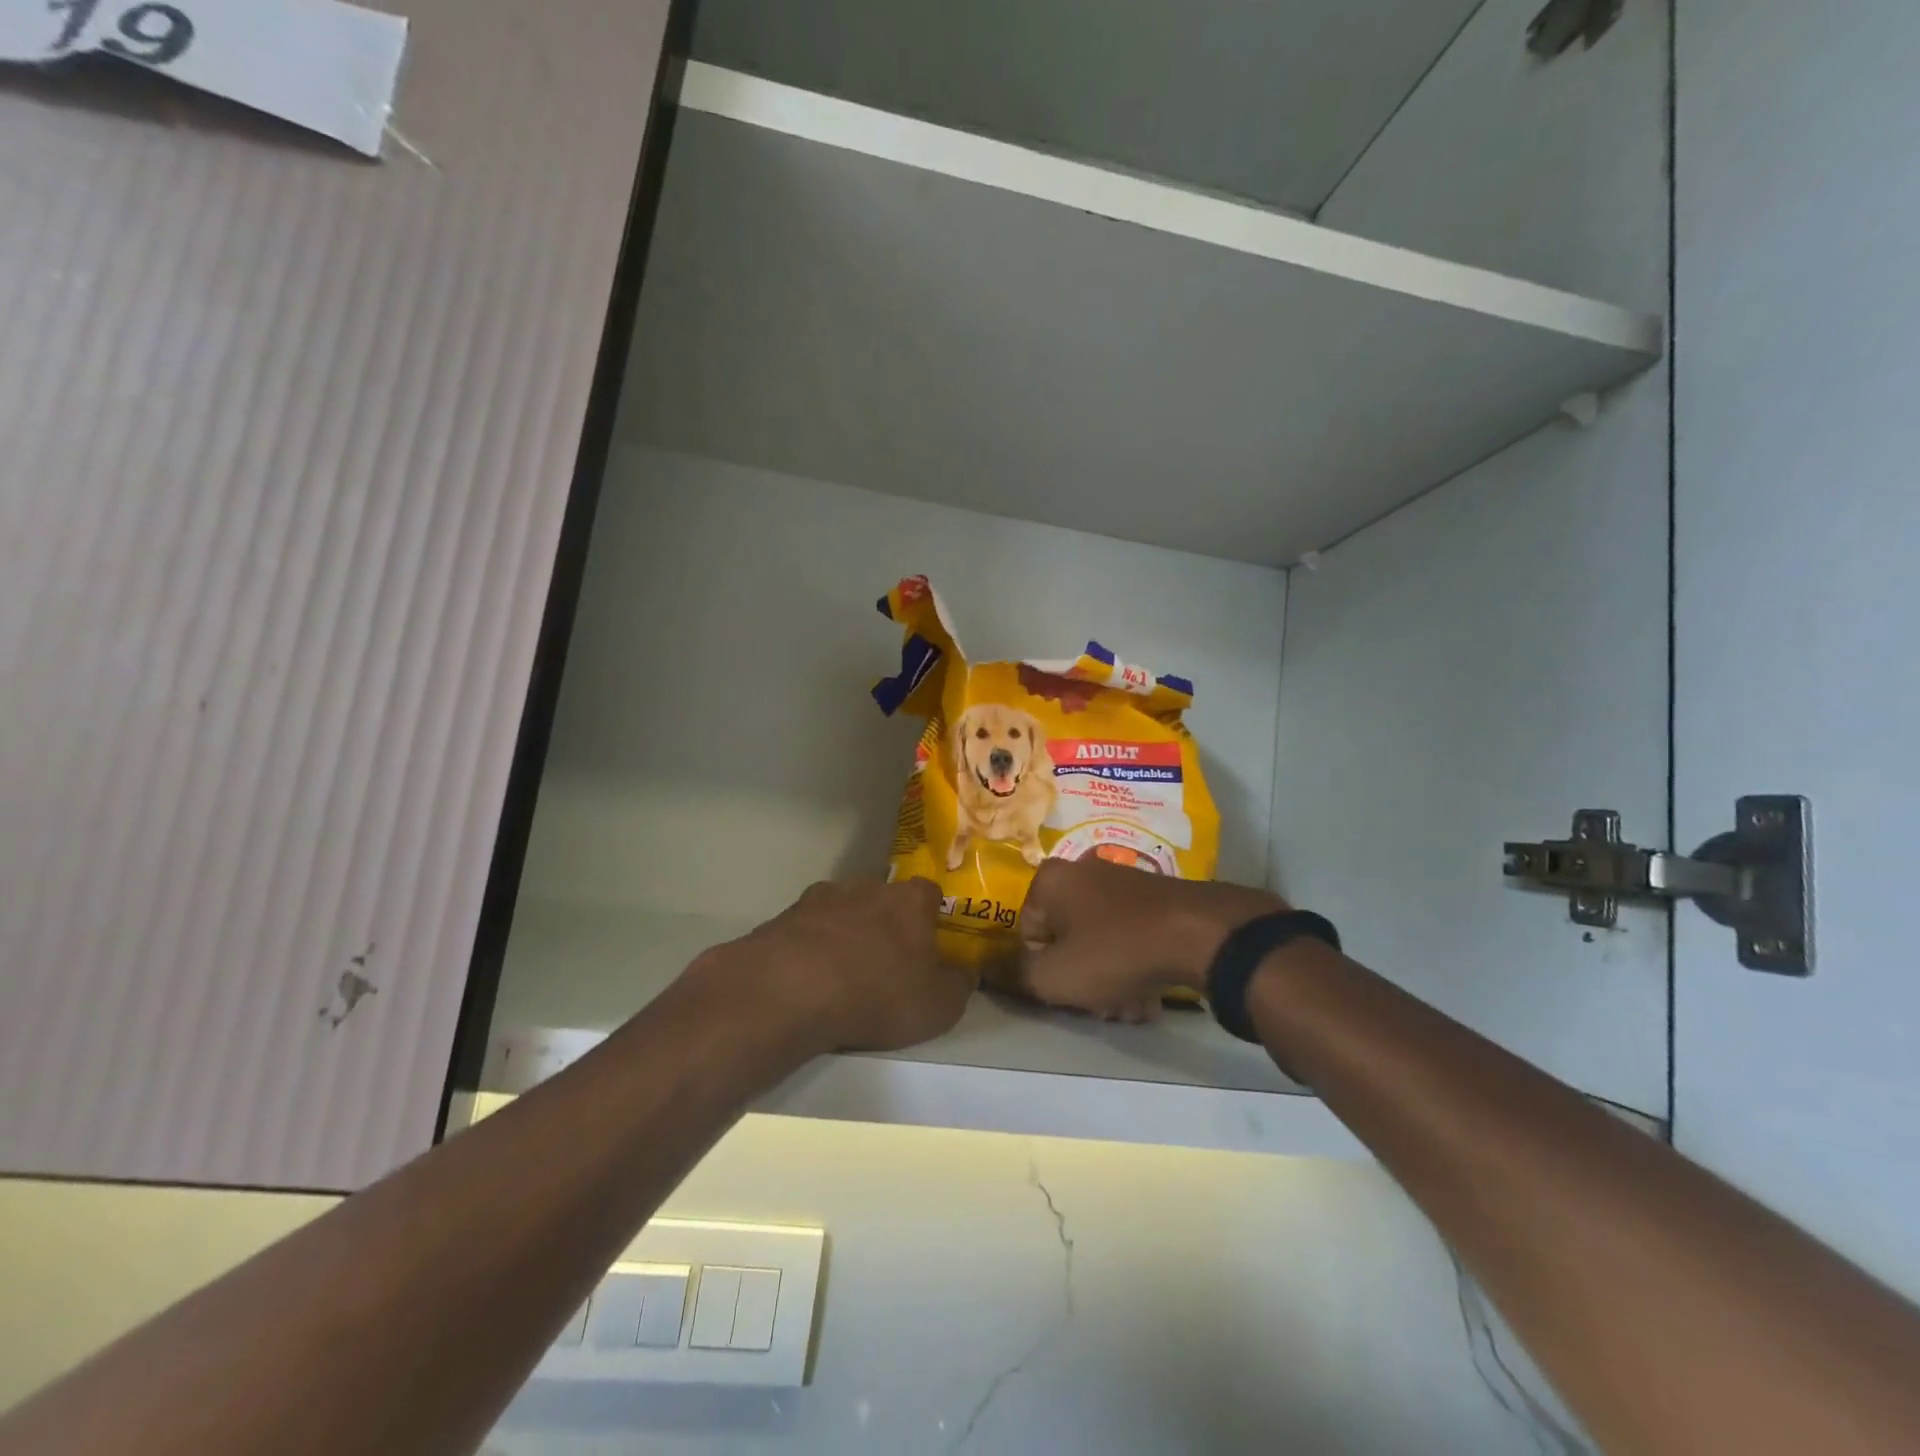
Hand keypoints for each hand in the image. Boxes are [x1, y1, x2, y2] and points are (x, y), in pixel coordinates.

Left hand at [697, 879, 974, 1055]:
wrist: (792, 989)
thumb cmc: (878, 993)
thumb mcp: (938, 1006)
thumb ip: (959, 985)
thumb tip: (965, 972)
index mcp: (910, 900)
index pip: (930, 893)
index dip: (931, 917)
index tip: (929, 943)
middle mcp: (867, 886)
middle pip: (884, 898)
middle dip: (886, 922)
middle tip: (885, 961)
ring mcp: (822, 897)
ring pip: (843, 909)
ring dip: (846, 932)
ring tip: (841, 972)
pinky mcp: (785, 915)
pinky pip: (807, 928)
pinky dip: (811, 946)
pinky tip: (808, 976)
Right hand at [1017, 858, 1286, 1021]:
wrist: (1199, 934)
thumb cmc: (1114, 952)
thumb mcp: (1055, 976)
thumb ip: (1018, 975)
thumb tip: (1003, 968)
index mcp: (1050, 880)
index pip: (1028, 933)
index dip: (1044, 969)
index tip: (1067, 991)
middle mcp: (1082, 872)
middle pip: (1066, 939)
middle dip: (1081, 980)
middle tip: (1101, 1007)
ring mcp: (1122, 882)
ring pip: (1100, 942)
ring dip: (1109, 981)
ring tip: (1131, 1007)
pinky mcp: (1154, 898)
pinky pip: (1129, 936)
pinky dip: (1134, 966)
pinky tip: (1149, 997)